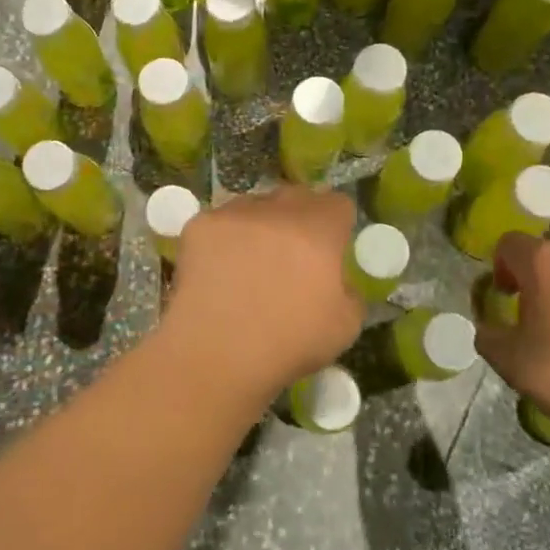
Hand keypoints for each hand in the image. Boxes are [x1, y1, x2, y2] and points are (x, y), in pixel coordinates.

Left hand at [162, 187, 363, 400]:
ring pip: (254, 205)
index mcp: (319, 230)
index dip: (336, 224)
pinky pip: (219, 222)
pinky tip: (218, 270)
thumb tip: (337, 279)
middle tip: (291, 254)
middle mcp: (277, 210)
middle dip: (298, 218)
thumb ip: (349, 290)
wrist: (217, 352)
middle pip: (295, 197)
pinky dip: (223, 239)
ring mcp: (235, 213)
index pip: (337, 203)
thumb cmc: (288, 343)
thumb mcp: (346, 327)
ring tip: (249, 261)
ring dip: (259, 224)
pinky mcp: (199, 224)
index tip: (330, 247)